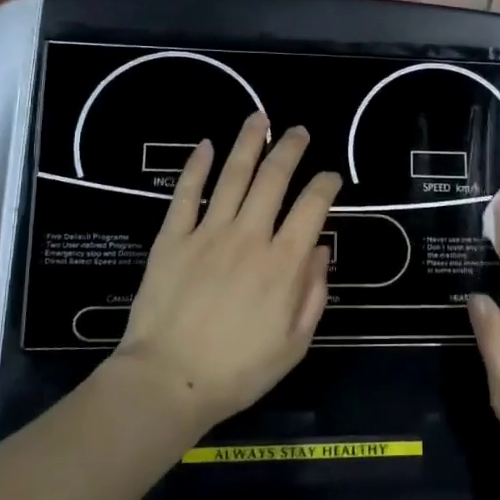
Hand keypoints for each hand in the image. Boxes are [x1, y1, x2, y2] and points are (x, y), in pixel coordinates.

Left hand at [116, 111, 340, 430]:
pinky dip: (197, 166)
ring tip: (259, 119)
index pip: (313, 208)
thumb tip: (320, 249)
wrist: (169, 380)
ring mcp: (208, 233)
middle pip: (274, 179)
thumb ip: (313, 293)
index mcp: (283, 264)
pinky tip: (206, 145)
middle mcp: (250, 237)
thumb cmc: (238, 370)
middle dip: (291, 150)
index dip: (326, 184)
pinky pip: (187, 194)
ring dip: (249, 143)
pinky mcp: (173, 238)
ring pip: (233, 175)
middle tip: (299, 132)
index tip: (331, 176)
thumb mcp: (294, 343)